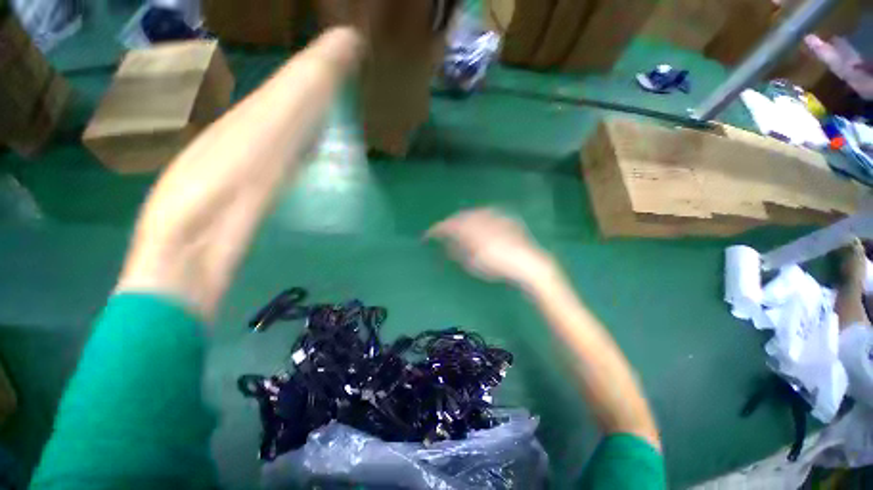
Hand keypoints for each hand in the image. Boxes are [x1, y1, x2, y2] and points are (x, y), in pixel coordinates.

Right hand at [426, 209, 556, 289]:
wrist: (527, 261)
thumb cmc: (497, 265)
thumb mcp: (471, 262)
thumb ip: (456, 251)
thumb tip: (445, 244)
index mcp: (469, 228)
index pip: (446, 226)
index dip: (435, 231)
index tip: (427, 236)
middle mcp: (478, 216)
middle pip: (457, 217)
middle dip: (448, 224)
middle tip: (442, 233)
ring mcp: (492, 214)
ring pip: (470, 213)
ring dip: (461, 220)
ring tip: (457, 230)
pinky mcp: (502, 216)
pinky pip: (483, 213)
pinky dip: (475, 219)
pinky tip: (477, 225)